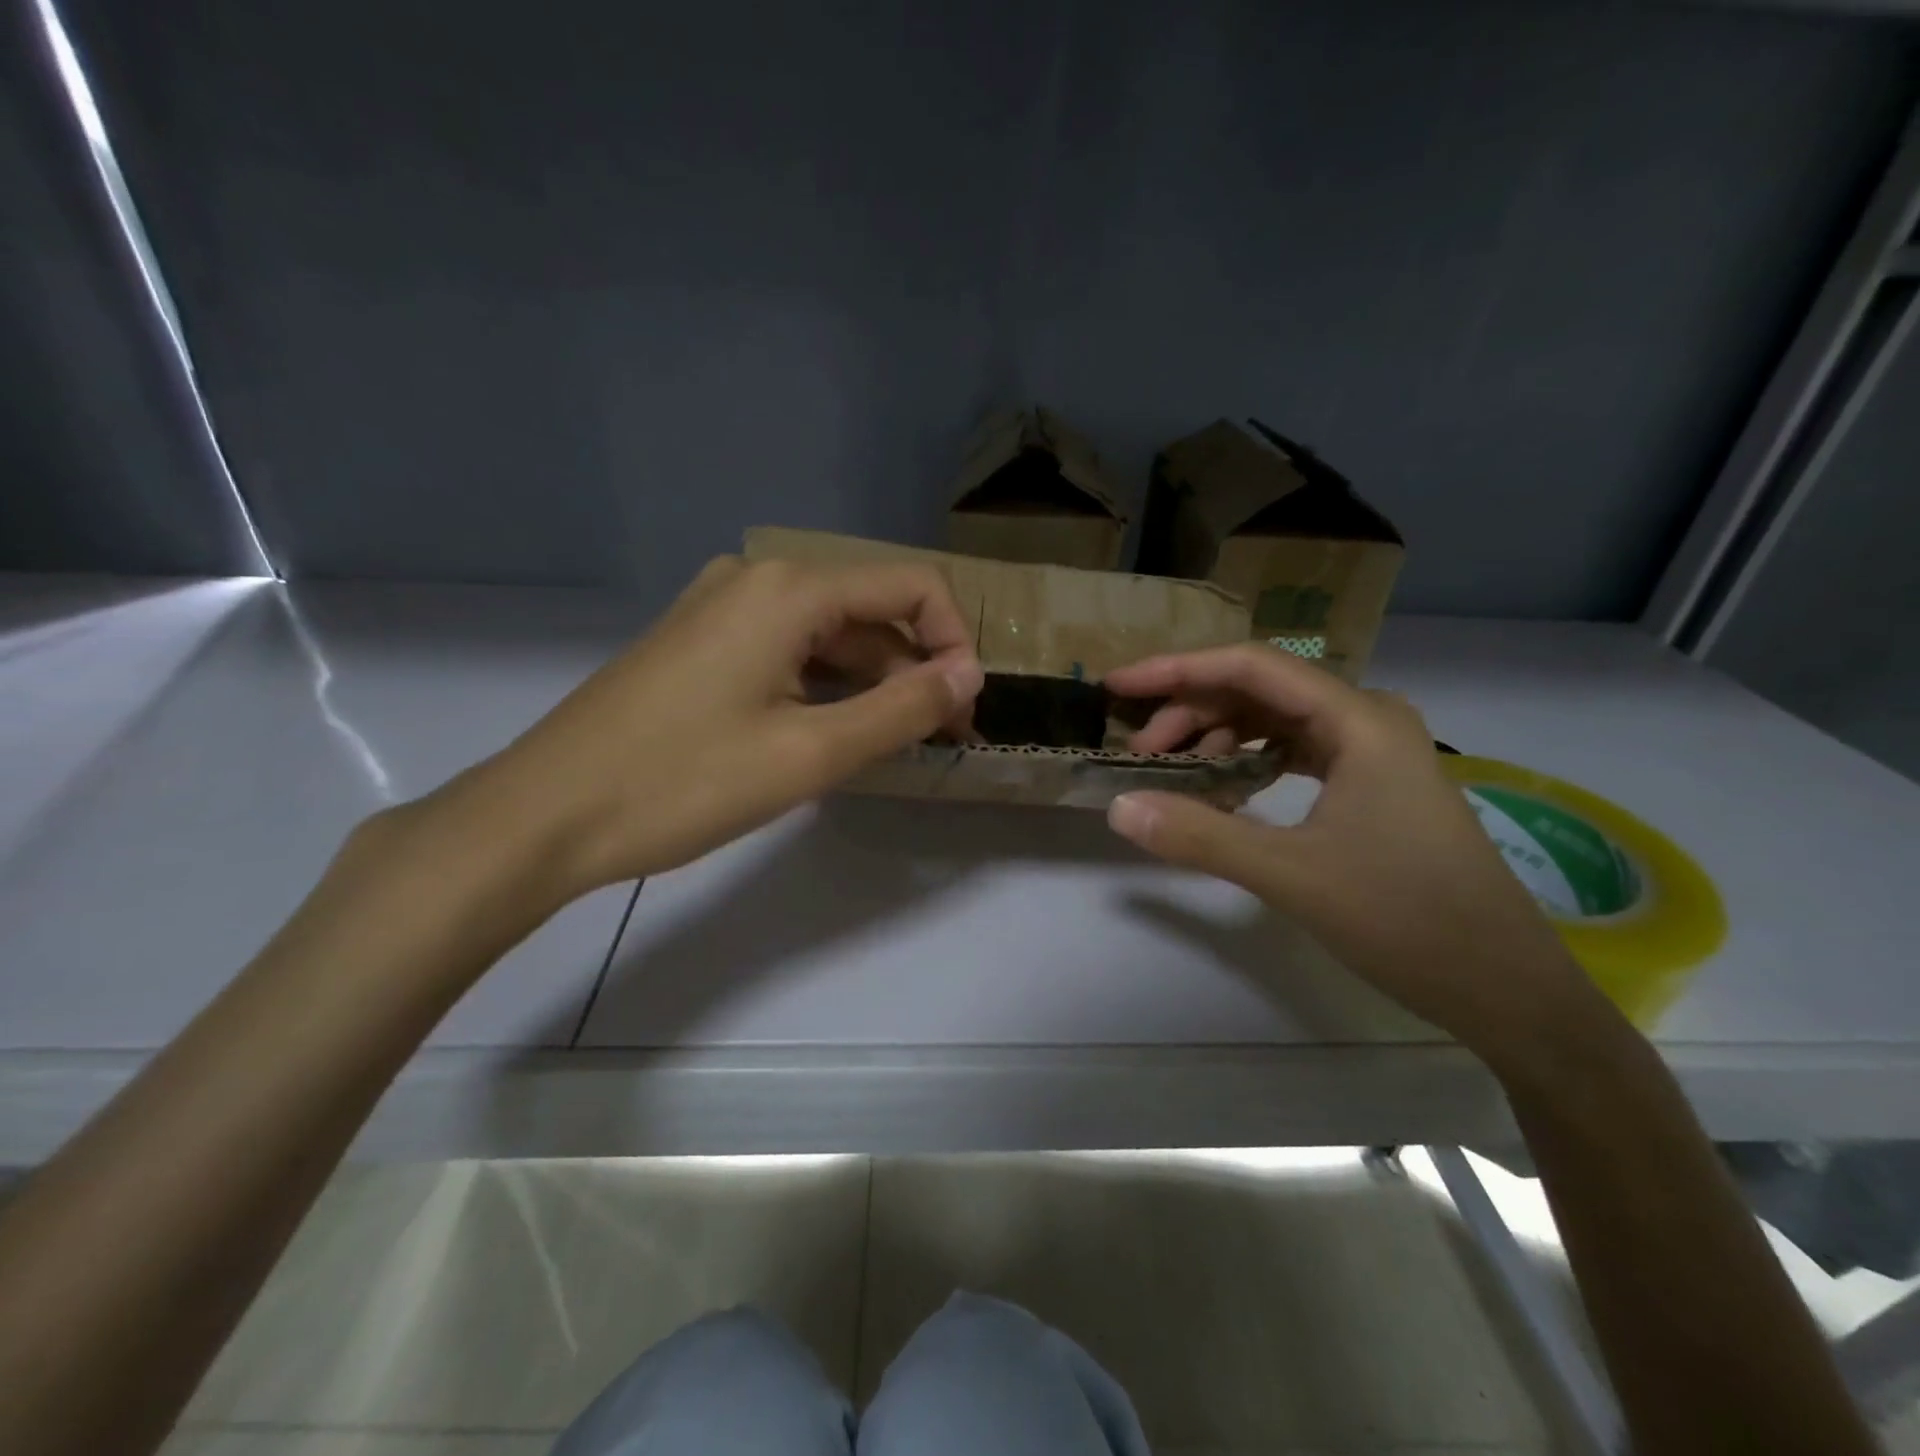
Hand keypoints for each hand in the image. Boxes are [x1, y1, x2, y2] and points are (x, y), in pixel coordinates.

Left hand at [443, 556, 983, 899]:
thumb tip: (969, 676)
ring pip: (829, 635)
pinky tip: (834, 733)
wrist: (545, 814)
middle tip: (940, 739)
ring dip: (872, 683)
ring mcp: (722, 608)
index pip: (910, 586)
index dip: (954, 642)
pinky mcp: (701, 643)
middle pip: (870, 610)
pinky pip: (788, 651)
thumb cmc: (682, 782)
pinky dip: (825, 687)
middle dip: (915, 669)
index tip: (964, 708)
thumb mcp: (810, 752)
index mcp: (789, 588)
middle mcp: (757, 579)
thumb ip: (901, 709)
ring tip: (895, 745)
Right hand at [1104, 645, 1603, 1058]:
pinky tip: (1223, 789)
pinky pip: (1294, 752)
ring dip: (1217, 736)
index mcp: (1359, 720)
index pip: (1252, 667)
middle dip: (1191, 712)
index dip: (1177, 670)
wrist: (1505, 988)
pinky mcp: (1372, 784)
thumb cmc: (1407, 920)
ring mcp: (1373, 752)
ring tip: (1174, 772)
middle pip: (1260, 690)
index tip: (1118, 687)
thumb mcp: (1292, 876)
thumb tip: (1118, 806)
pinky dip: (1249, 761)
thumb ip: (1200, 835)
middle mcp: (1368, 719)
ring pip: (1275, 720)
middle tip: (1141, 753)